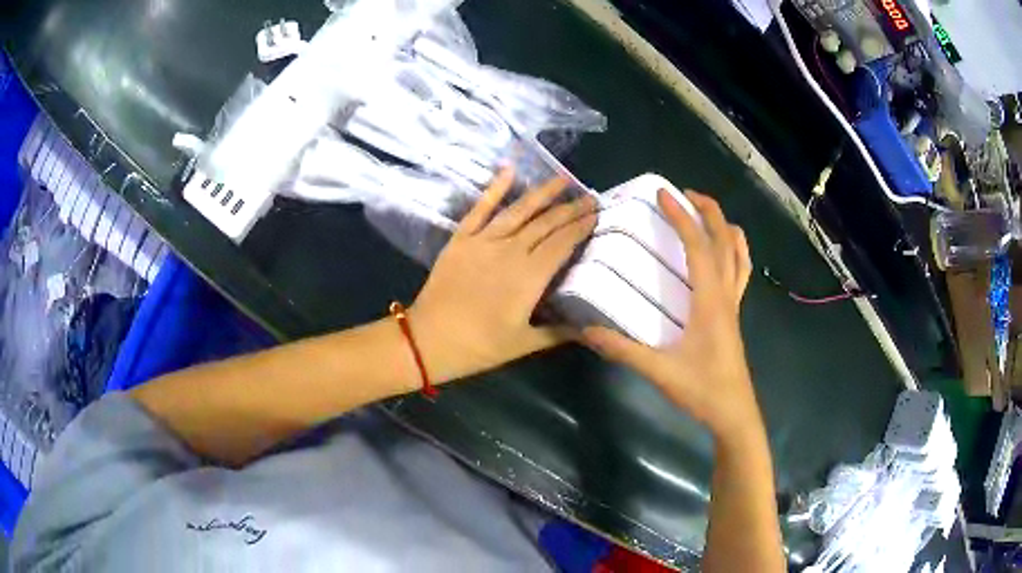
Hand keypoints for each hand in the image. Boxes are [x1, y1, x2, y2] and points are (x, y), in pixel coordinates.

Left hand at [410, 169, 596, 383]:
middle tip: (589, 196)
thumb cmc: (479, 346)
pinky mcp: (462, 238)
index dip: (581, 227)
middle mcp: (511, 250)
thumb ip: (559, 332)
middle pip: (547, 223)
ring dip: (542, 192)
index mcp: (530, 276)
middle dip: (570, 208)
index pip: (563, 243)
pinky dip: (495, 188)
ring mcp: (484, 241)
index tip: (596, 214)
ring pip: (520, 210)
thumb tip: (589, 327)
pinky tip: (509, 170)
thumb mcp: (523, 343)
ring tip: (562, 178)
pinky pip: (480, 208)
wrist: (429, 339)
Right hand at [582, 189, 756, 440]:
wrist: (734, 413)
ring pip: (739, 255)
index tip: (663, 194)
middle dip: (708, 211)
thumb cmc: (702, 390)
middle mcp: (726, 294)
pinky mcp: (734, 315)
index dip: (681, 217)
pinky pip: (740, 272)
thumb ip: (623, 350)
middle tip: (685, 194)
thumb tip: (586, 332)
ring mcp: (734, 304)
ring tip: (707, 214)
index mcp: (710, 301)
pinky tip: (724, 253)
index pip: (698, 247)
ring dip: (725, 228)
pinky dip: (736, 252)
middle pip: (725, 241)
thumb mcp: (659, 372)